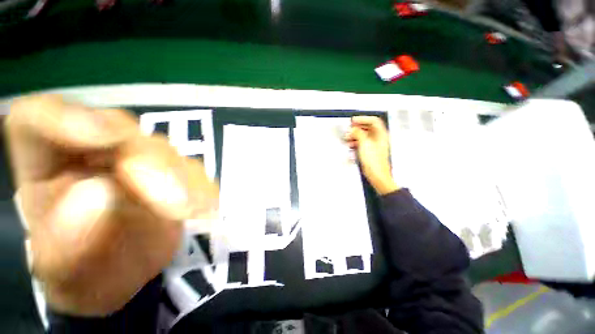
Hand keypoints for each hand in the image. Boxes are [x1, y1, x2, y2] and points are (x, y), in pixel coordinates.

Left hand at [5, 95, 217, 315]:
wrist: (117, 281)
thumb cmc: (76, 274)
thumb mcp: (60, 268)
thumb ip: (67, 234)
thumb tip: (103, 193)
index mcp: (43, 164)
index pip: (40, 118)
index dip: (68, 118)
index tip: (108, 138)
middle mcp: (90, 154)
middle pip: (121, 134)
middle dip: (150, 162)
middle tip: (175, 201)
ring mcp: (137, 163)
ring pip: (164, 152)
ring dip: (184, 178)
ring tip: (196, 210)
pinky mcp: (172, 177)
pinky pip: (192, 172)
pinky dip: (202, 188)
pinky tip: (207, 206)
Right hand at [345, 116, 398, 194]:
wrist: (377, 175)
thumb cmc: (374, 162)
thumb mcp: (364, 144)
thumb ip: (358, 134)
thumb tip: (354, 129)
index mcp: (381, 135)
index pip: (373, 121)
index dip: (363, 119)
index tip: (353, 120)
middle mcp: (378, 139)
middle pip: (368, 128)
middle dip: (357, 127)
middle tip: (349, 129)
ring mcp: (374, 145)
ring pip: (364, 136)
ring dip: (355, 135)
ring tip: (347, 137)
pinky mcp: (370, 151)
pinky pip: (362, 143)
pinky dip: (356, 142)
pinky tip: (351, 145)